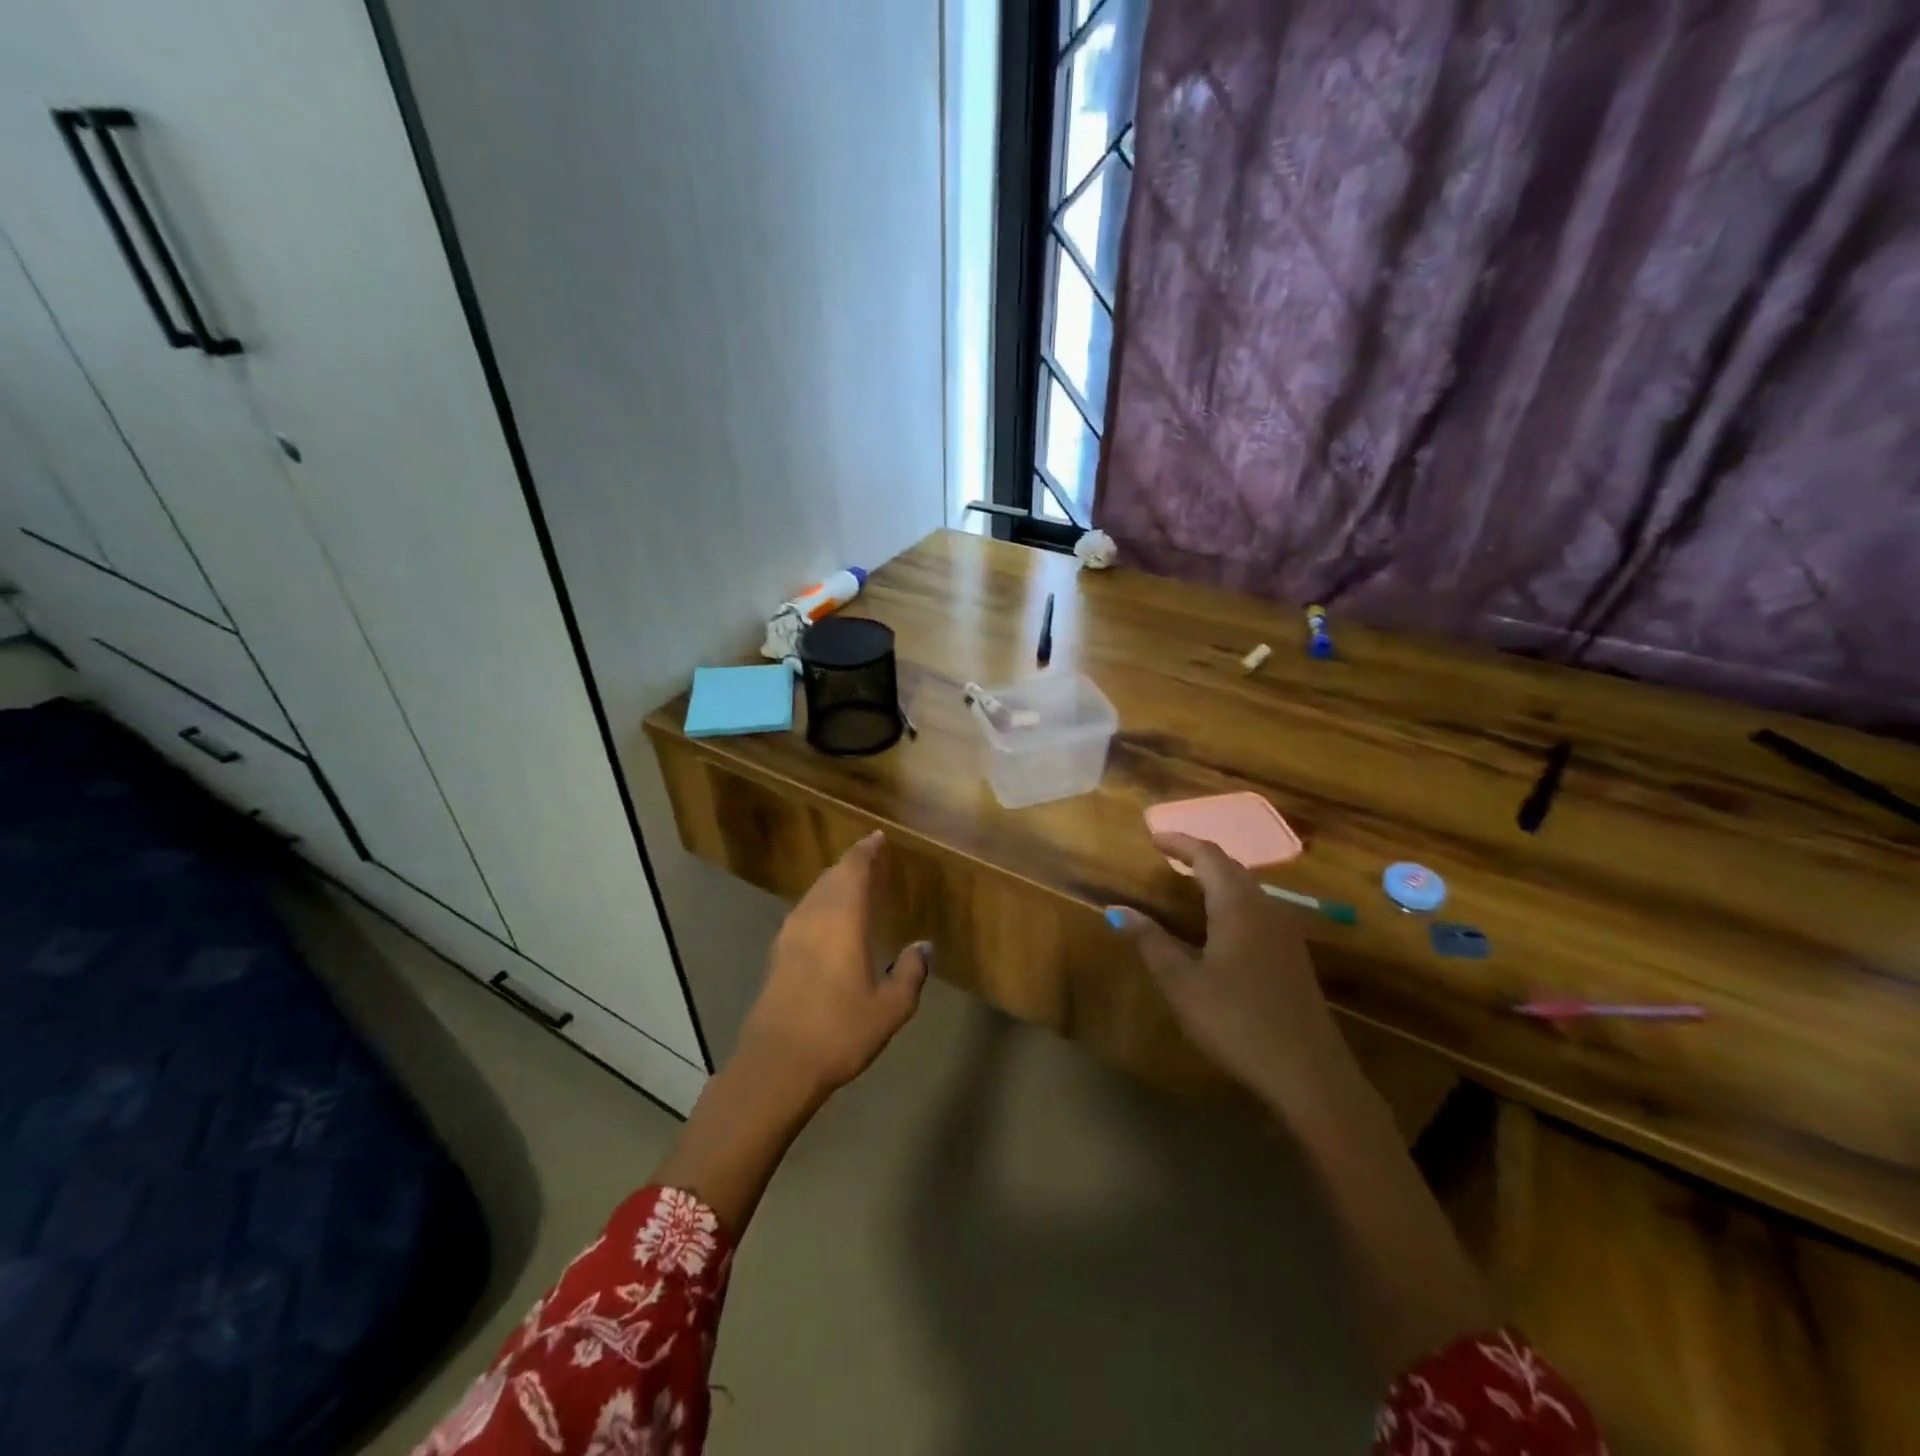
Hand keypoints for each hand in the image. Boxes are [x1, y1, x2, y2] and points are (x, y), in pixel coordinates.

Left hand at [734, 830, 929, 1107]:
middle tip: (870, 858)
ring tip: (853, 884)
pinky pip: (804, 913)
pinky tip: (829, 921)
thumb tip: (923, 946)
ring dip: (834, 882)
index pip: (854, 870)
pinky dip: (821, 904)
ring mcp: (790, 935)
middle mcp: (813, 917)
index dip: (866, 851)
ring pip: (814, 893)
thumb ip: (910, 972)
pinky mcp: (777, 955)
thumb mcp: (890, 1008)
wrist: (776, 1065)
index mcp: (842, 920)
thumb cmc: (839, 1031)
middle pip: (832, 877)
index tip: (877, 838)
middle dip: (851, 864)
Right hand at [1109, 832, 1356, 1120]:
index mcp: (1237, 906)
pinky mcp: (1293, 956)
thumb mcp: (1181, 983)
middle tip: (1168, 855)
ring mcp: (1285, 933)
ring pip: (1248, 888)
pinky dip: (1232, 900)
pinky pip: (1259, 909)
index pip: (1208, 856)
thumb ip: (1150, 942)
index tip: (1153, 837)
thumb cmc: (1236, 1021)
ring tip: (1189, 883)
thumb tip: (1117, 910)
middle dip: (1199, 856)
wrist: (1309, 1073)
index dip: (1180, 842)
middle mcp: (1266, 909)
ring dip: (1218, 878)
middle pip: (1232, 867)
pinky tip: (1221, 924)